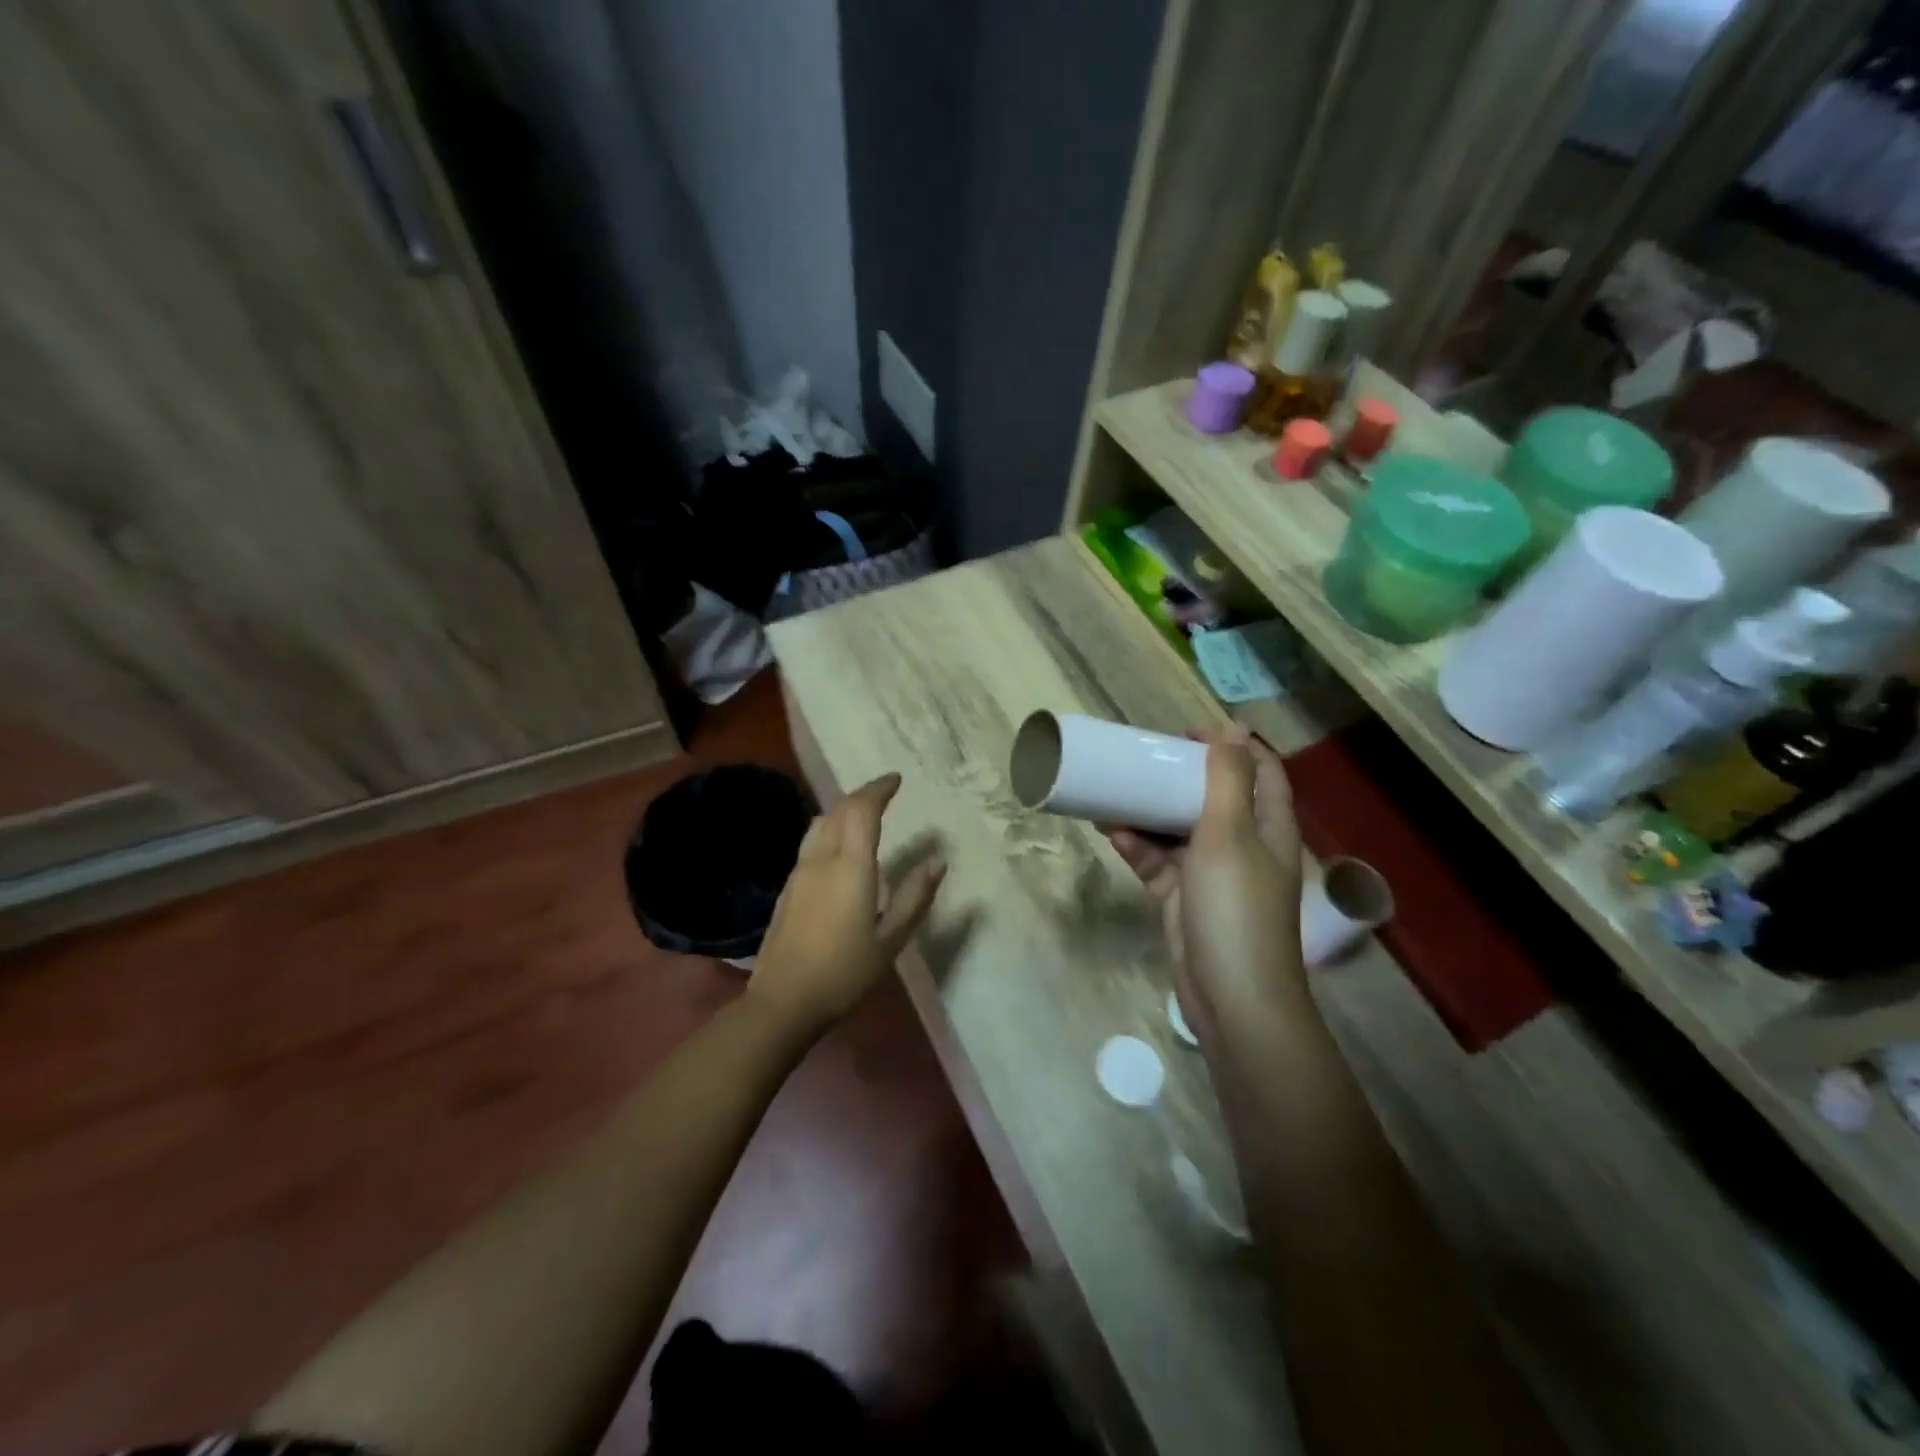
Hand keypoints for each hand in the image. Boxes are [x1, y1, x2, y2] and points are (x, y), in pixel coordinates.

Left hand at [748, 773, 944, 1038]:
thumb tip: (937, 861)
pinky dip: (829, 831)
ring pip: (819, 824)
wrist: (782, 1001)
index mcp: (850, 867)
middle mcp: (821, 859)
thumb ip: (914, 896)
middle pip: (839, 810)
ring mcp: (799, 872)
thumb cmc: (844, 972)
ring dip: (842, 811)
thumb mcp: (891, 940)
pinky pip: (811, 843)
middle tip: (884, 794)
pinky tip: (839, 852)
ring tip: (863, 817)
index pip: (863, 810)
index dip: (879, 789)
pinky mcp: (787, 888)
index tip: (896, 780)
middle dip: (862, 795)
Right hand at [1106, 728, 1305, 1046]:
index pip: (1261, 770)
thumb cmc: (1236, 907)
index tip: (1186, 732)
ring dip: (1149, 811)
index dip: (1231, 745)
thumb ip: (1228, 779)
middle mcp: (1244, 844)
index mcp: (1268, 826)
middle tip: (1143, 758)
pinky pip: (1158, 861)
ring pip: (1178, 829)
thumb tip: (1232, 727)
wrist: (1231, 996)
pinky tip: (1111, 832)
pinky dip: (1138, 847)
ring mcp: (1212, 873)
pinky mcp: (1183, 897)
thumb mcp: (1231, 834)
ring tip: (1115, 790)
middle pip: (1214, 796)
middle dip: (1179, 775)